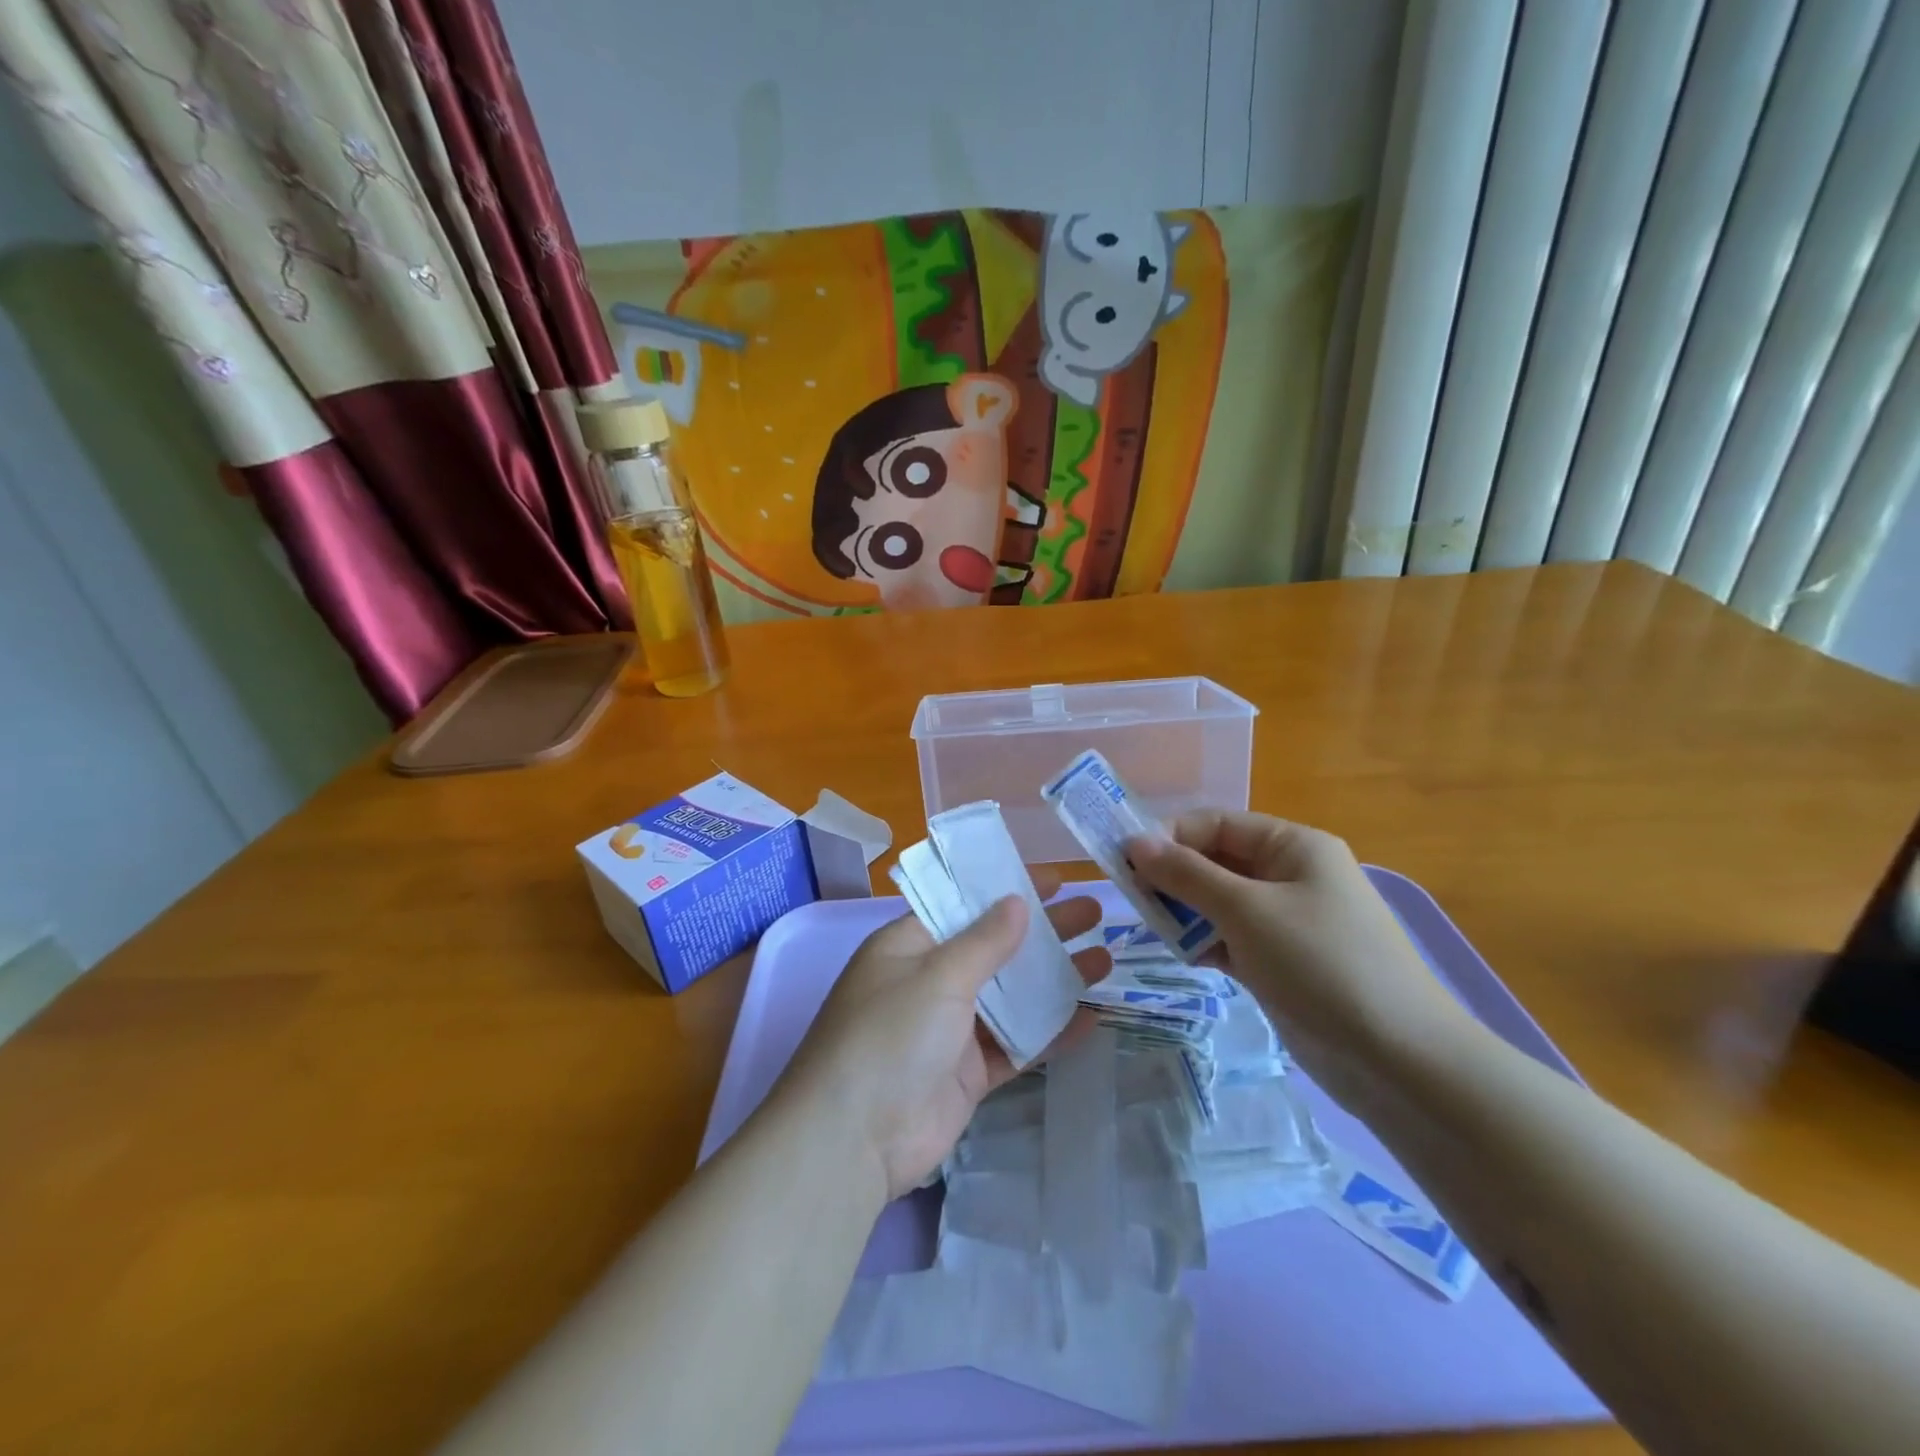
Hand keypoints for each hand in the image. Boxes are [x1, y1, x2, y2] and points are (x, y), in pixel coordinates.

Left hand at [778, 870, 1110, 1199]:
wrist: (854, 1140)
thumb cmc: (889, 1036)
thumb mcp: (936, 976)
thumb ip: (983, 942)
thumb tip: (1017, 903)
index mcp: (911, 946)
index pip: (966, 906)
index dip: (1009, 890)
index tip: (1057, 878)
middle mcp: (931, 981)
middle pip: (997, 948)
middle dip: (1044, 931)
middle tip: (1094, 913)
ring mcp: (951, 1029)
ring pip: (1012, 996)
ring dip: (1055, 979)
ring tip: (1105, 960)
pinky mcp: (968, 1073)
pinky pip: (1016, 1044)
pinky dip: (1051, 1031)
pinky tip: (1092, 1017)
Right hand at [1127, 812, 1474, 1107]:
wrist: (1399, 1061)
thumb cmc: (1321, 963)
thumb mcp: (1246, 910)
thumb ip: (1186, 875)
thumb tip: (1134, 842)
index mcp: (1293, 846)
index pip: (1217, 824)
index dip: (1169, 837)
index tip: (1124, 861)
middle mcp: (1291, 875)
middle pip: (1216, 862)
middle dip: (1174, 877)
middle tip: (1134, 900)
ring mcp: (1288, 922)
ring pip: (1220, 902)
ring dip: (1186, 912)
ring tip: (1158, 931)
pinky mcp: (1283, 962)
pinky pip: (1232, 938)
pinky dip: (1206, 943)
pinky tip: (1186, 957)